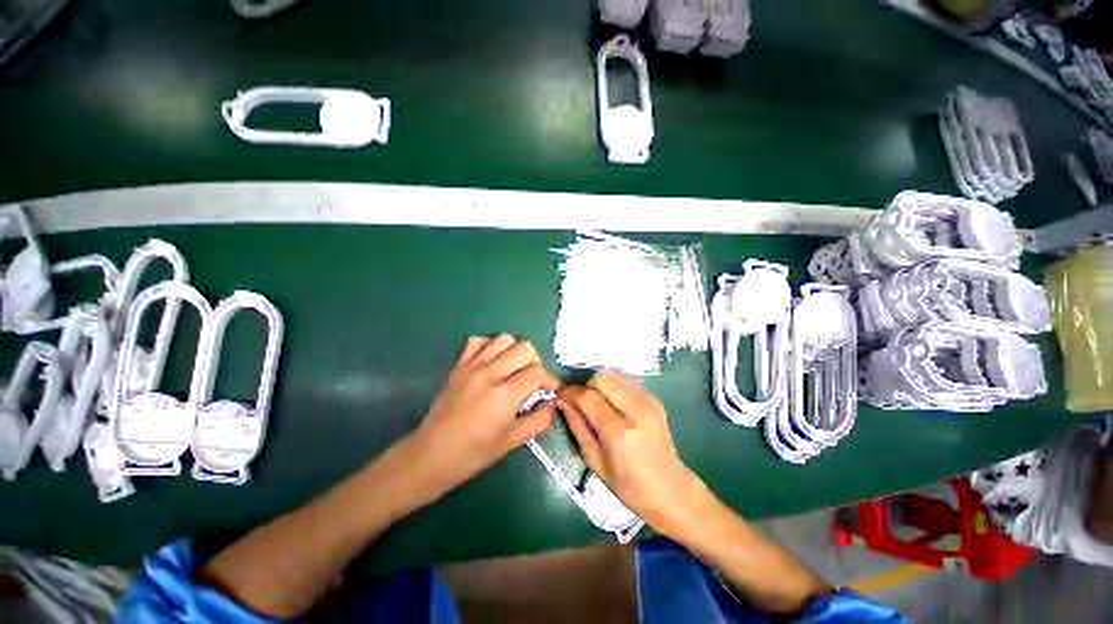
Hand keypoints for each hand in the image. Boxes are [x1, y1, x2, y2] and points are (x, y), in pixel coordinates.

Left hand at [408, 334, 559, 493]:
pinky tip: (492, 362)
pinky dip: (490, 346)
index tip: (551, 390)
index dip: (551, 380)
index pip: (538, 372)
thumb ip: (538, 420)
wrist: (430, 455)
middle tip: (532, 381)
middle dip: (536, 363)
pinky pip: (478, 341)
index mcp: (504, 395)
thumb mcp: (511, 442)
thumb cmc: (473, 454)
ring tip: (514, 369)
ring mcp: (472, 366)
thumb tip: (552, 404)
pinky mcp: (459, 365)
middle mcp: (490, 373)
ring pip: (504, 339)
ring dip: (515, 351)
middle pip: (525, 348)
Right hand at [560, 371, 703, 533]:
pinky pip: (626, 382)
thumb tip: (563, 401)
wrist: (671, 490)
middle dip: (586, 386)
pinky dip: (613, 387)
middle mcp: (636, 410)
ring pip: (614, 375)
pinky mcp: (654, 399)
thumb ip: (577, 426)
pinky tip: (612, 405)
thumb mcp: (595, 461)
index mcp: (620, 432)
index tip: (560, 394)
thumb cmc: (629, 486)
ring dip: (600, 385)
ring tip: (596, 403)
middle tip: (581, 401)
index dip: (571, 393)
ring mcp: (648, 402)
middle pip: (602, 378)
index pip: (589, 397)